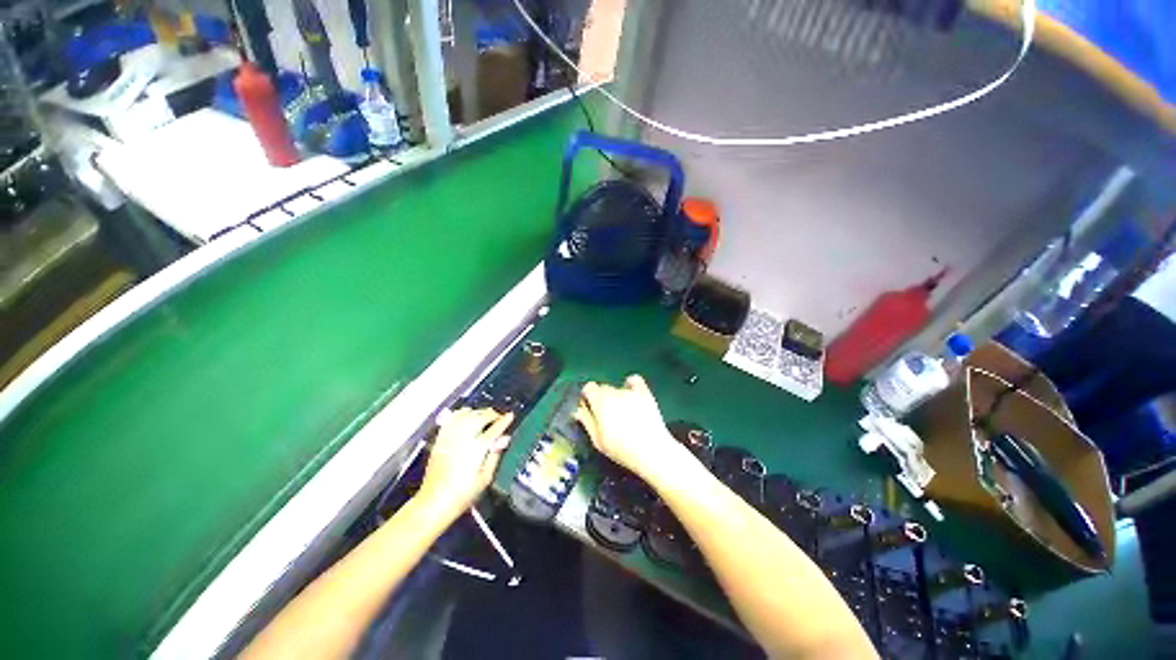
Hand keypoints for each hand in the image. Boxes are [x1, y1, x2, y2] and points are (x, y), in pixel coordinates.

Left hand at [417, 408, 513, 516]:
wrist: (433, 503)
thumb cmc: (462, 495)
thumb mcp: (485, 478)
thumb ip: (495, 455)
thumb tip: (504, 439)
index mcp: (476, 449)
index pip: (494, 429)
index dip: (504, 421)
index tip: (510, 416)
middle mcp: (462, 439)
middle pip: (480, 417)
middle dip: (492, 414)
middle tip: (499, 417)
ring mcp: (450, 438)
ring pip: (466, 414)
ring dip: (478, 412)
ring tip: (485, 415)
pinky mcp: (440, 440)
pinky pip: (452, 419)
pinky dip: (461, 414)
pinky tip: (466, 416)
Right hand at [575, 375, 690, 484]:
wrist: (652, 451)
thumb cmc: (622, 449)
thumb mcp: (598, 440)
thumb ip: (586, 421)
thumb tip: (577, 411)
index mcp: (600, 402)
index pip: (588, 388)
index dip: (587, 397)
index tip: (589, 409)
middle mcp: (614, 392)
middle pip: (603, 388)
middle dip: (601, 399)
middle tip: (606, 417)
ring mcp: (631, 391)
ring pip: (617, 388)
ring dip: (616, 397)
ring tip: (622, 415)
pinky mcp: (645, 393)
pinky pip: (635, 380)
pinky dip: (631, 384)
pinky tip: (631, 394)